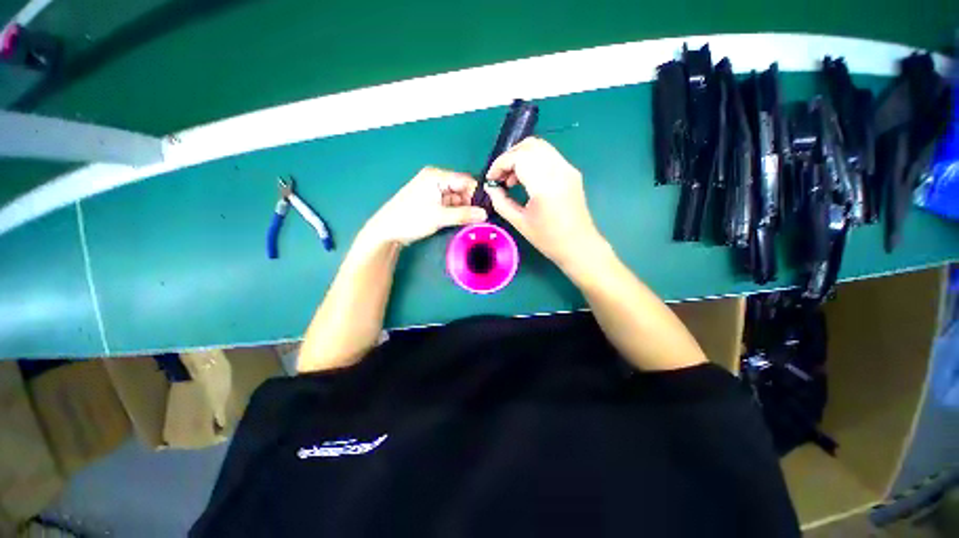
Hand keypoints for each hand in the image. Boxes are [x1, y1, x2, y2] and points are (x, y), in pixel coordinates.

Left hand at [362, 167, 487, 246]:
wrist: (387, 230)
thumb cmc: (411, 219)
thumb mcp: (440, 217)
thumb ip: (464, 215)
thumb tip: (485, 214)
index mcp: (436, 176)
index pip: (465, 180)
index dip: (478, 193)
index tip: (490, 206)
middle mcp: (436, 180)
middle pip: (461, 189)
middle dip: (471, 202)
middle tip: (483, 216)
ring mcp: (433, 191)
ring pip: (456, 198)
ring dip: (464, 208)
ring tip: (474, 220)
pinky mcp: (432, 202)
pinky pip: (450, 204)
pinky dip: (456, 212)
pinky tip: (464, 220)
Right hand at [484, 138, 604, 267]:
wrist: (579, 246)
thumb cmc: (548, 239)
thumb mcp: (519, 222)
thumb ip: (501, 202)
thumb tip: (490, 187)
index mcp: (545, 185)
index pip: (519, 157)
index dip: (500, 164)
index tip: (491, 179)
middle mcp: (559, 170)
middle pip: (529, 146)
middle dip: (509, 157)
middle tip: (500, 177)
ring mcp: (568, 169)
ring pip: (540, 147)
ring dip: (521, 157)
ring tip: (511, 179)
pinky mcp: (572, 172)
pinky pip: (548, 156)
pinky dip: (532, 161)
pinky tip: (526, 179)